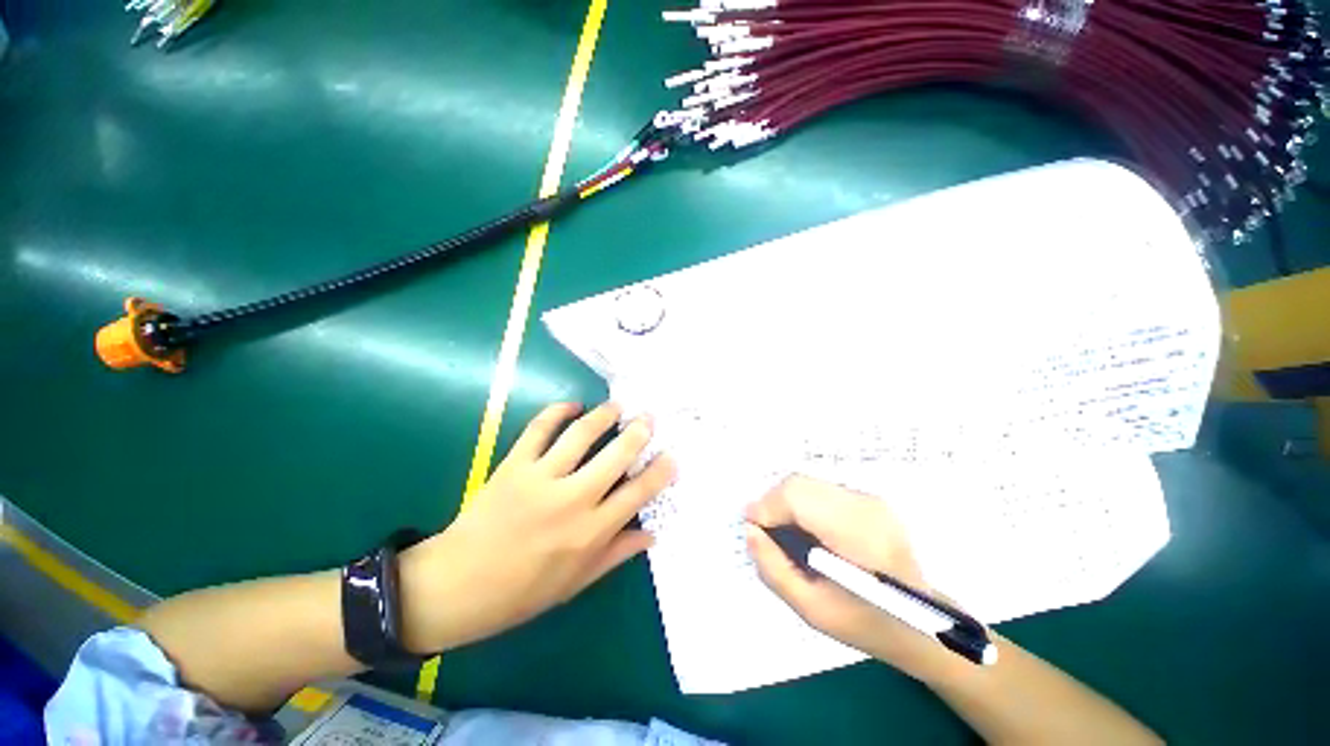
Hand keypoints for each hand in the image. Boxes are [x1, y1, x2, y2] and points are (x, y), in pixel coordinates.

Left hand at [400, 402, 674, 652]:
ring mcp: (541, 478)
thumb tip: (651, 534)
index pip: (637, 493)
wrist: (456, 586)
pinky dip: (557, 411)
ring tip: (616, 406)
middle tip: (648, 418)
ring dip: (603, 415)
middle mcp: (571, 500)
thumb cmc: (521, 592)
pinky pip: (539, 429)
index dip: (659, 471)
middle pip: (615, 455)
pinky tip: (572, 405)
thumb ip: (616, 553)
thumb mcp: (575, 582)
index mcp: (590, 533)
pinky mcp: (514, 465)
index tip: (671, 456)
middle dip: (638, 432)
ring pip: (581, 435)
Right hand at [745, 475, 960, 679]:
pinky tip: (805, 528)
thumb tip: (749, 530)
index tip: (753, 529)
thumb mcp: (812, 610)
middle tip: (765, 531)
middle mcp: (865, 506)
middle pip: (799, 483)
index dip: (767, 507)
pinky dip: (802, 502)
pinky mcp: (869, 497)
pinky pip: (820, 488)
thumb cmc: (867, 623)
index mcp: (858, 536)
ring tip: (783, 531)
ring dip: (786, 501)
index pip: (797, 497)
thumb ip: (773, 569)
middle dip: (772, 503)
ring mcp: (870, 498)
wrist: (923, 621)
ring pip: (808, 482)